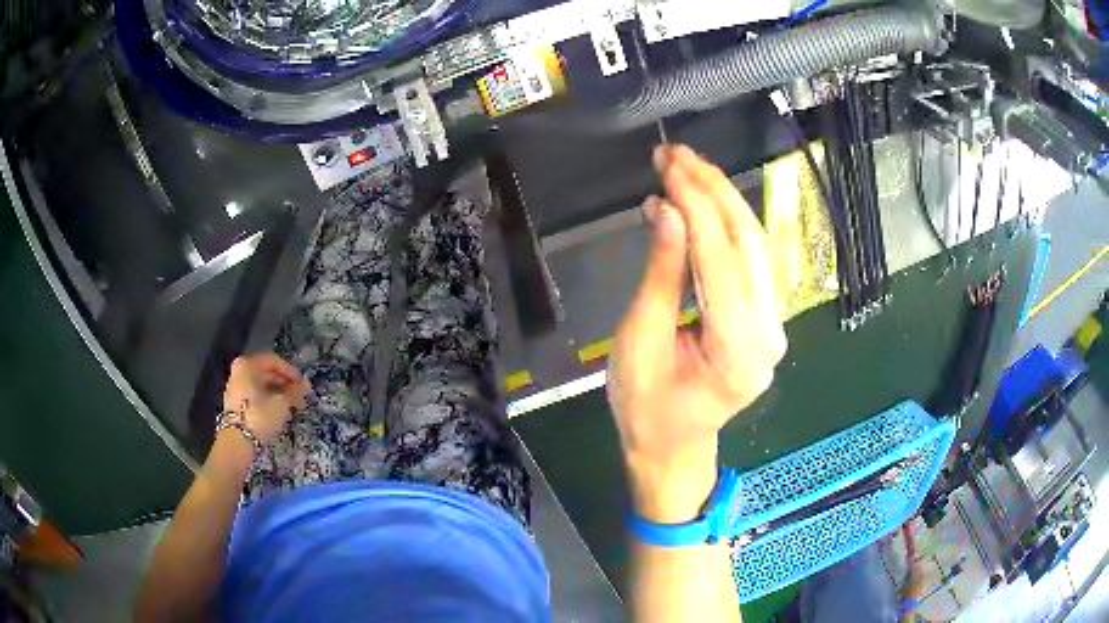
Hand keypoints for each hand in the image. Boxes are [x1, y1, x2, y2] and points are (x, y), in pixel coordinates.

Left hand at [222, 353, 310, 445]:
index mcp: (248, 364)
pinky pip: (255, 395)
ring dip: (278, 394)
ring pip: (261, 385)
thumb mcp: (281, 403)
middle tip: (300, 397)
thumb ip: (295, 391)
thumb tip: (306, 384)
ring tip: (292, 407)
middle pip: (266, 372)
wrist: (237, 442)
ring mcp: (235, 387)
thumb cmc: (259, 416)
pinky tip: (278, 412)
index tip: (303, 386)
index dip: (291, 372)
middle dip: (285, 384)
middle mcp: (239, 371)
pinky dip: (268, 400)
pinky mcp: (235, 403)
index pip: (274, 361)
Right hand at [608, 145, 786, 521]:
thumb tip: (666, 208)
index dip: (694, 204)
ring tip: (687, 166)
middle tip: (676, 154)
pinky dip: (728, 224)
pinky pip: (753, 260)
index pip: (720, 257)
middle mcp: (769, 335)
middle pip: (748, 243)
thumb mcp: (640, 341)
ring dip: (723, 199)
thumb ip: (661, 274)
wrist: (673, 448)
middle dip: (713, 189)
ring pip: (756, 245)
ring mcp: (775, 327)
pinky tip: (705, 200)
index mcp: (737, 350)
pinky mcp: (768, 320)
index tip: (667, 164)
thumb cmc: (645, 408)